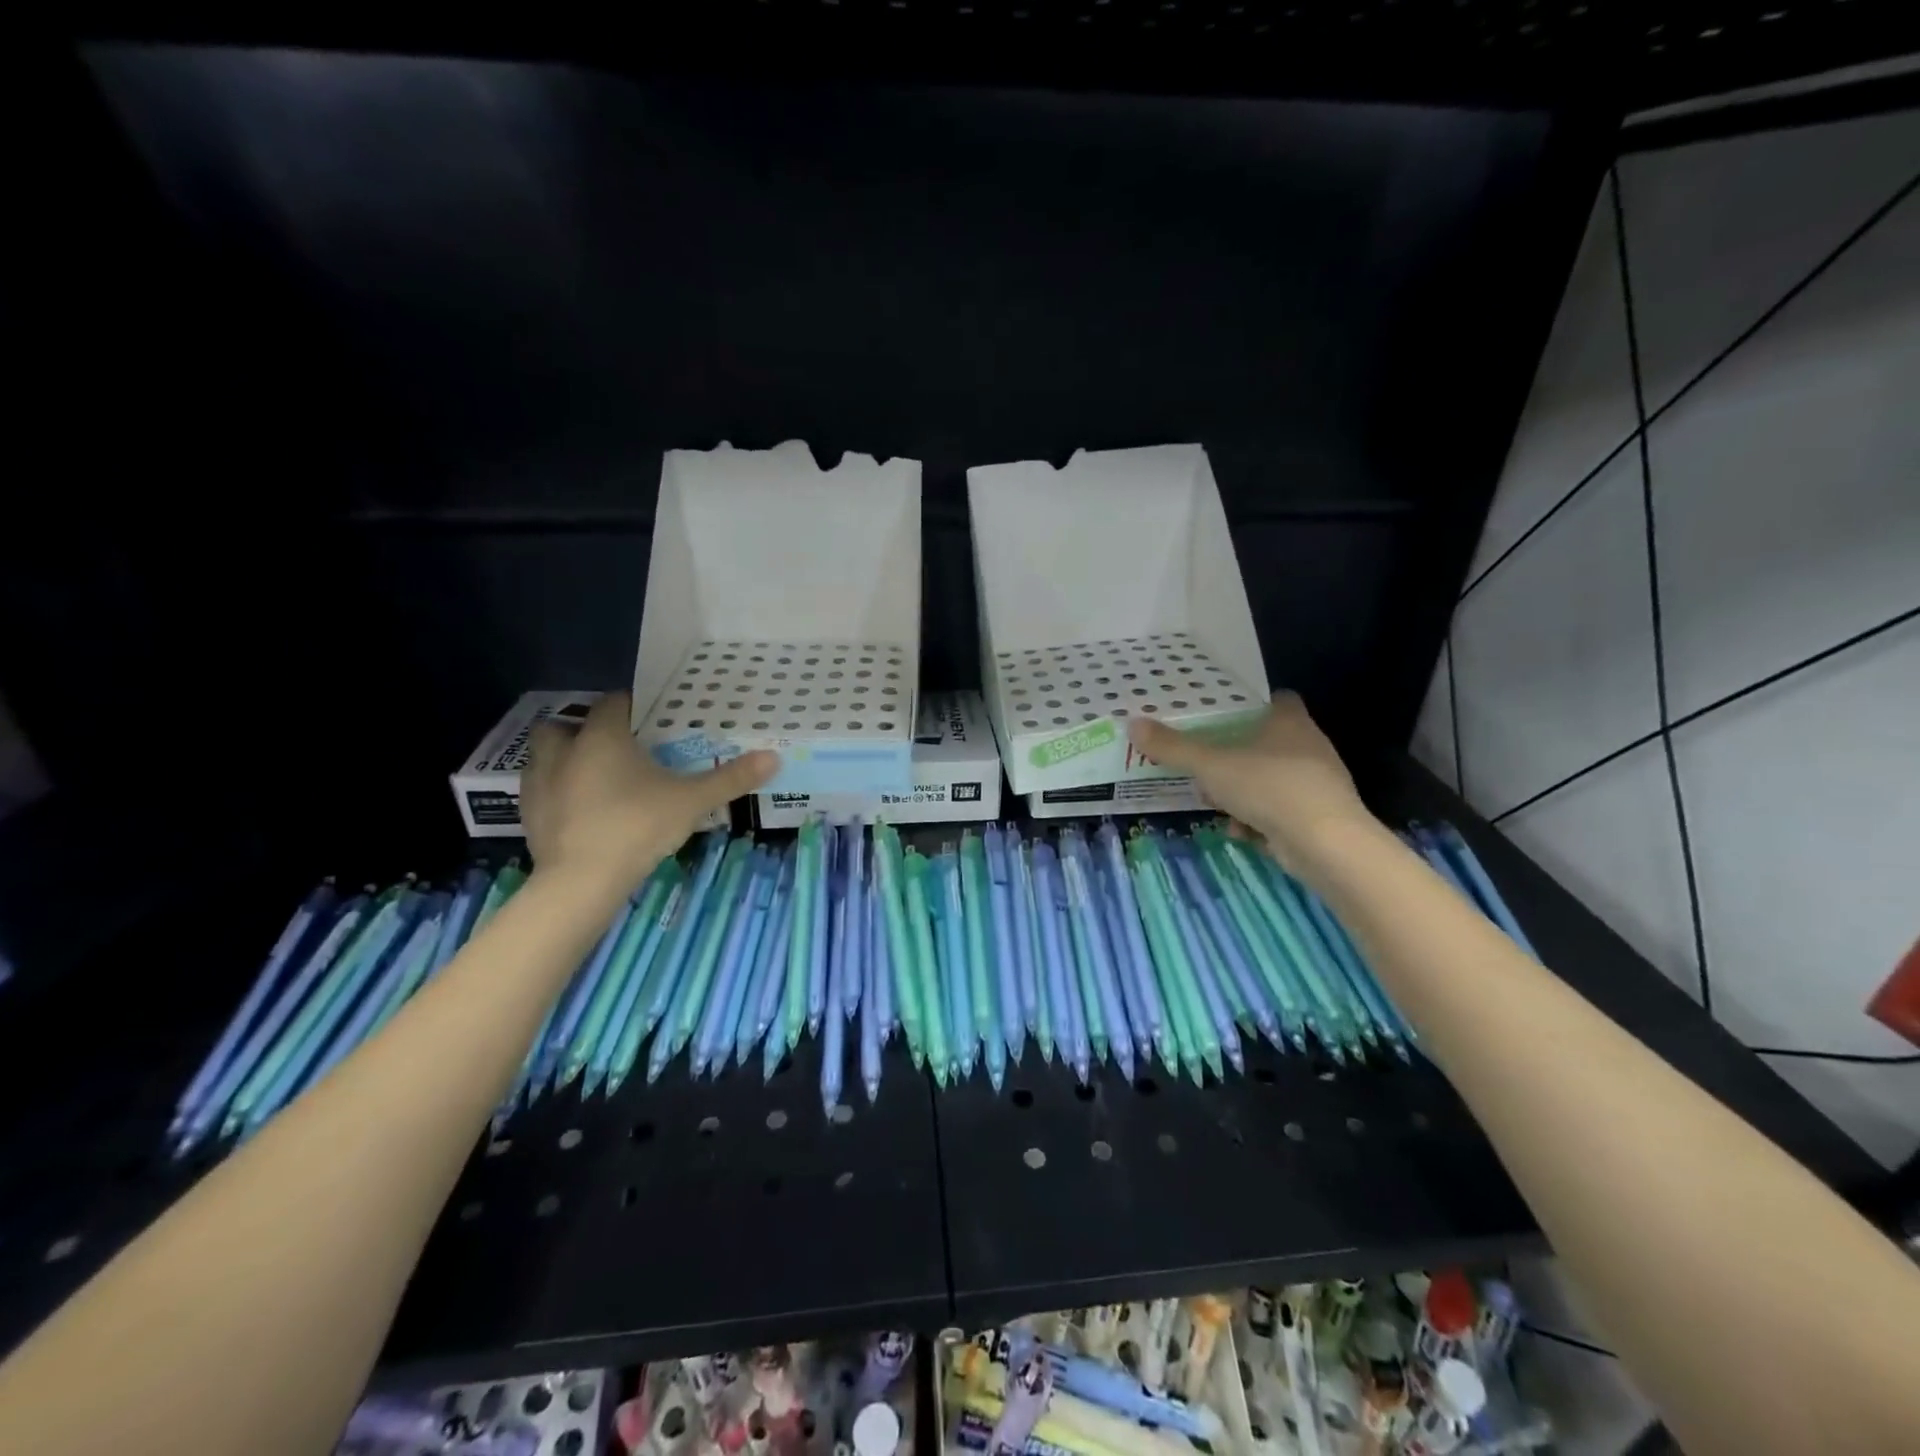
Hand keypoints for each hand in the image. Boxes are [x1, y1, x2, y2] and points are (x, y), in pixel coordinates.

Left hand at [521, 693, 777, 893]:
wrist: (582, 880)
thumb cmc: (638, 826)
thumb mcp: (692, 801)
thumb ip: (730, 778)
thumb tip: (774, 758)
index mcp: (602, 737)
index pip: (613, 703)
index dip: (630, 704)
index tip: (650, 715)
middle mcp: (564, 751)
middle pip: (565, 724)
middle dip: (584, 728)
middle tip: (614, 745)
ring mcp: (540, 783)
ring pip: (543, 755)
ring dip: (563, 757)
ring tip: (592, 775)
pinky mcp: (528, 814)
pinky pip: (539, 789)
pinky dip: (555, 791)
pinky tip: (578, 809)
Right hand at [1127, 693, 1374, 872]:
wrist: (1325, 844)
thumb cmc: (1269, 788)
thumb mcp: (1211, 766)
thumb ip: (1173, 748)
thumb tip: (1133, 724)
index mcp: (1290, 721)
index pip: (1275, 699)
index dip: (1249, 705)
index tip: (1220, 715)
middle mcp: (1308, 746)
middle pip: (1266, 742)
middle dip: (1234, 756)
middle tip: (1204, 764)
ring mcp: (1316, 783)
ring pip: (1269, 780)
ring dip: (1242, 793)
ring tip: (1215, 804)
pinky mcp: (1318, 817)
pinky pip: (1279, 812)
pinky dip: (1258, 821)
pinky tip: (1241, 833)